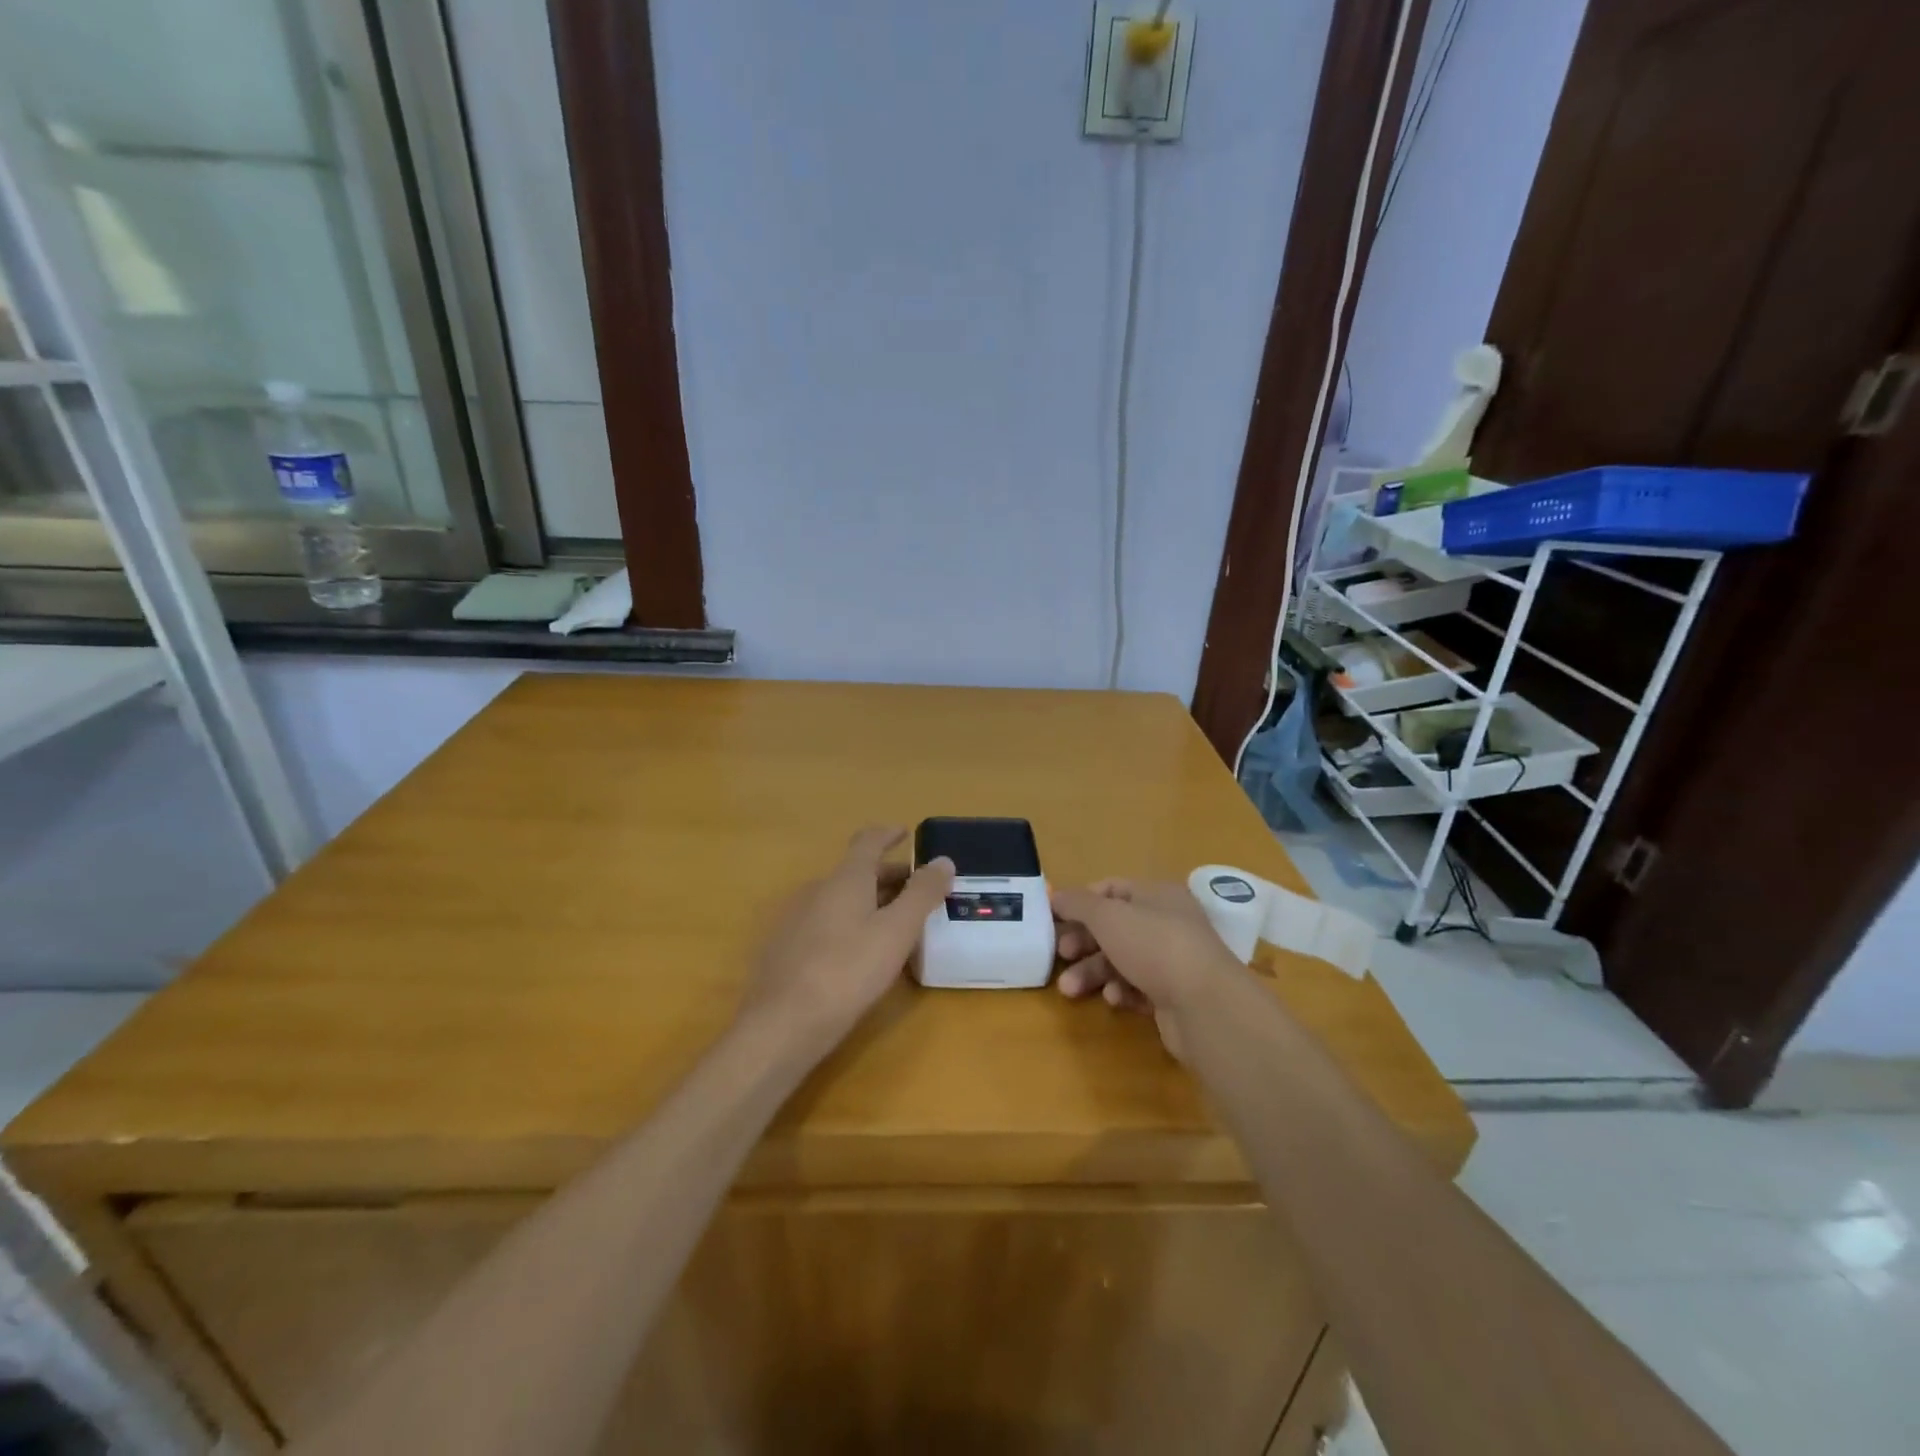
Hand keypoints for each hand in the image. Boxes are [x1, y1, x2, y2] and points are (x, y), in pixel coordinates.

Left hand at [738, 827, 953, 1054]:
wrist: (782, 1024)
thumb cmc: (848, 971)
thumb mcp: (896, 932)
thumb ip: (922, 894)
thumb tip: (943, 860)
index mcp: (845, 879)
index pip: (868, 841)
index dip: (888, 834)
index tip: (906, 833)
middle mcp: (817, 890)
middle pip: (856, 872)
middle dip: (888, 876)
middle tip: (917, 892)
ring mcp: (796, 919)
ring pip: (840, 899)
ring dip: (870, 901)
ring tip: (895, 924)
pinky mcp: (785, 948)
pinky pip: (825, 922)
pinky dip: (850, 923)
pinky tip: (860, 953)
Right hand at [1053, 879, 1245, 1057]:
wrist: (1206, 1006)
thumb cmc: (1154, 946)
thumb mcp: (1108, 916)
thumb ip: (1077, 903)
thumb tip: (1055, 895)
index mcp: (1157, 894)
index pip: (1111, 889)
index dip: (1080, 902)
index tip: (1054, 919)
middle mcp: (1167, 922)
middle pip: (1113, 927)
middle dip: (1082, 943)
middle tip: (1060, 956)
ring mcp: (1172, 960)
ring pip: (1121, 960)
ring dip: (1093, 973)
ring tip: (1070, 990)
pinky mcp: (1173, 995)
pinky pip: (1137, 987)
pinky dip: (1121, 991)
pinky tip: (1114, 1000)